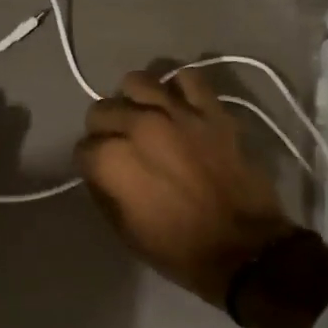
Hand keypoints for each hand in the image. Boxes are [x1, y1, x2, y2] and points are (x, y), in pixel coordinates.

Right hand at [75, 68, 299, 308]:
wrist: (244, 249)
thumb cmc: (179, 249)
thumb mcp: (125, 230)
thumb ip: (105, 190)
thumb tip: (101, 170)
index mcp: (113, 160)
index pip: (83, 147)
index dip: (90, 162)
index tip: (101, 172)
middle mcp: (138, 126)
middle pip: (102, 109)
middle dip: (104, 128)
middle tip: (120, 145)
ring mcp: (176, 113)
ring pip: (137, 82)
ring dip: (134, 99)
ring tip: (143, 117)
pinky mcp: (211, 110)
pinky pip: (188, 78)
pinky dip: (178, 87)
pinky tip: (178, 105)